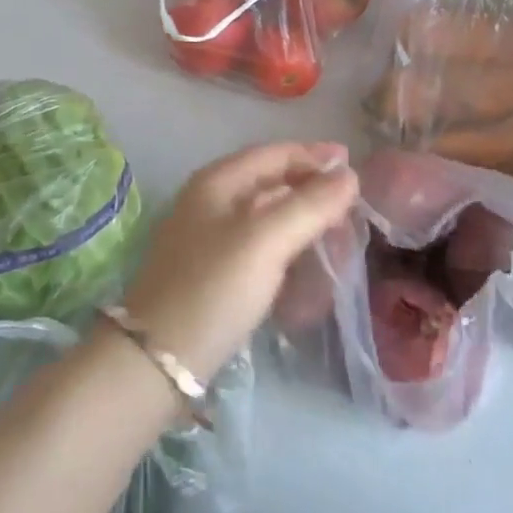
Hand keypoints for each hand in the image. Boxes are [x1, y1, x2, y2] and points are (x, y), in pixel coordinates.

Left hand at [124, 142, 358, 377]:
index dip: (314, 156)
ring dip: (302, 221)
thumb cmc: (214, 288)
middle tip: (351, 209)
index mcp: (217, 181)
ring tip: (337, 238)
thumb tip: (348, 175)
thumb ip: (309, 205)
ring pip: (266, 216)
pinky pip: (259, 246)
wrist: (158, 359)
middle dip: (312, 191)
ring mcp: (207, 237)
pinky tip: (306, 265)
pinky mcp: (211, 271)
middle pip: (270, 182)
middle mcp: (209, 201)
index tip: (354, 167)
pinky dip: (287, 248)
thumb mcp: (266, 241)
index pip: (273, 153)